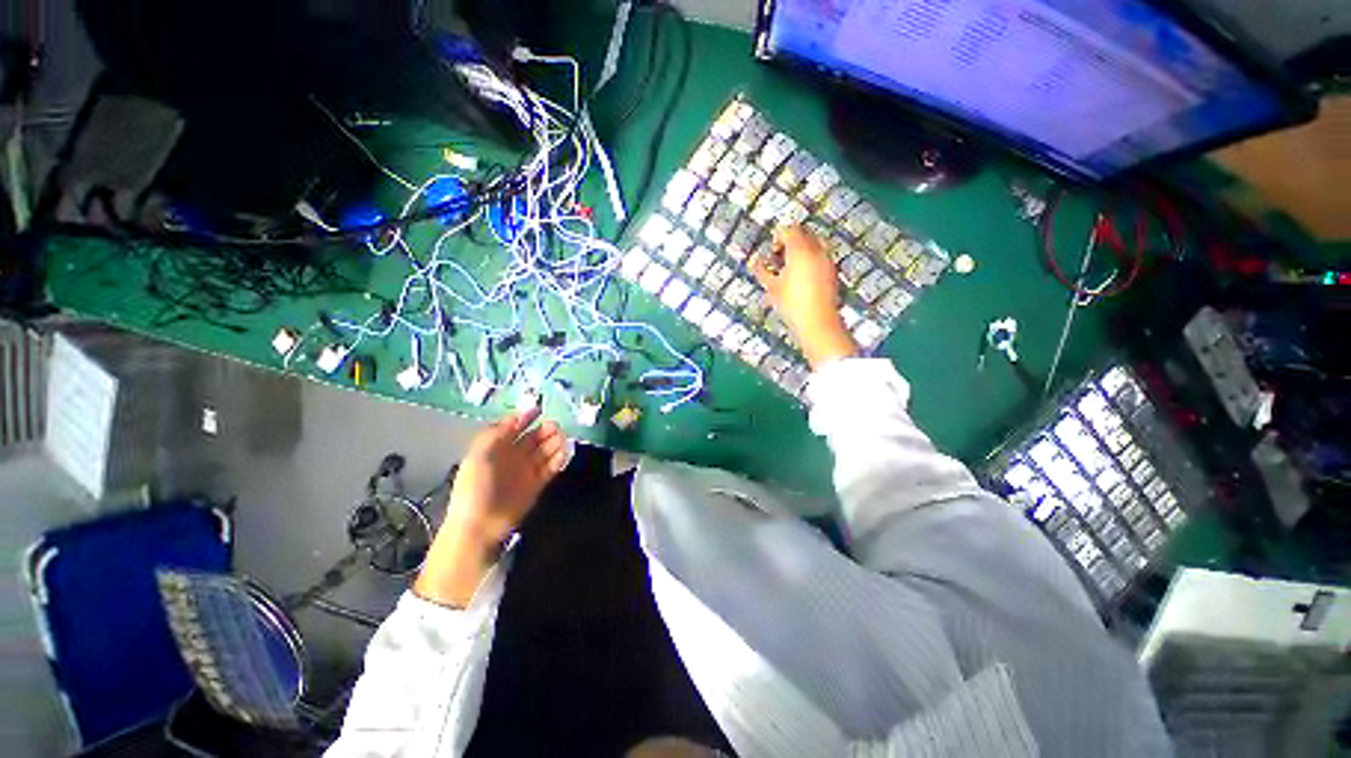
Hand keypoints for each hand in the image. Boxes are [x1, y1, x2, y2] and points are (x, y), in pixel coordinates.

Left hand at [414, 407, 568, 606]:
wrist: (480, 525)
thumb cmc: (475, 486)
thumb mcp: (479, 454)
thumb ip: (496, 433)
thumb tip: (516, 416)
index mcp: (496, 447)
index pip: (514, 427)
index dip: (525, 417)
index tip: (539, 409)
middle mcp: (513, 456)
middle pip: (533, 438)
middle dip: (544, 430)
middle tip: (555, 426)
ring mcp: (526, 471)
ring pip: (544, 451)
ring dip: (554, 443)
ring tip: (562, 438)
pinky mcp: (537, 485)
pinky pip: (551, 468)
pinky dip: (559, 459)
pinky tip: (564, 452)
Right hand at [751, 225, 857, 368]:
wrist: (818, 323)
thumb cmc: (791, 305)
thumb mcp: (772, 288)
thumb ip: (761, 271)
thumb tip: (754, 260)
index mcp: (800, 250)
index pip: (789, 230)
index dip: (777, 238)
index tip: (771, 253)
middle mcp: (817, 250)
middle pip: (804, 234)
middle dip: (790, 243)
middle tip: (779, 259)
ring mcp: (828, 261)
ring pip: (814, 245)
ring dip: (801, 252)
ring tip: (789, 271)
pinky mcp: (833, 273)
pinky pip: (820, 258)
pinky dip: (810, 261)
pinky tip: (800, 280)